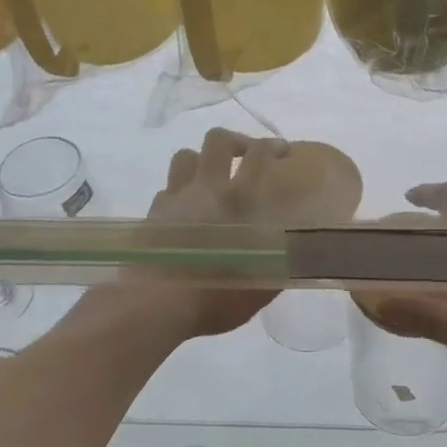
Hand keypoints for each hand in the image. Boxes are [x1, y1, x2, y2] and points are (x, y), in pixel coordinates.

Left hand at [98, 128, 297, 340]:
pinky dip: (178, 194)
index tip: (282, 151)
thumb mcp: (262, 285)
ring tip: (211, 179)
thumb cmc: (215, 296)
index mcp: (238, 200)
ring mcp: (174, 199)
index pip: (258, 155)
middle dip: (235, 141)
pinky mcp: (150, 215)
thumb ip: (280, 264)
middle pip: (216, 140)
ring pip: (184, 157)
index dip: (272, 146)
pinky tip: (184, 213)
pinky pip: (166, 190)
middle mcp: (205, 189)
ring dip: (201, 161)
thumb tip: (297, 254)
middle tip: (245, 156)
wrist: (153, 306)